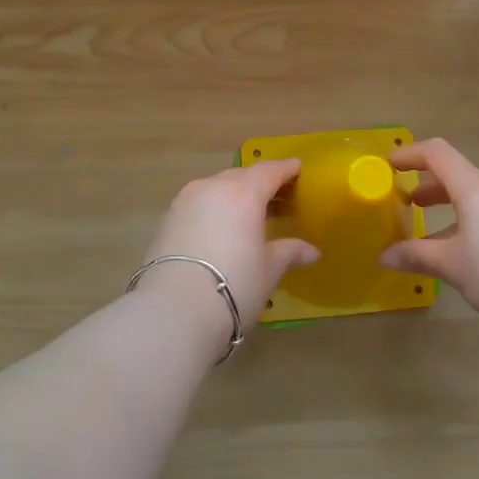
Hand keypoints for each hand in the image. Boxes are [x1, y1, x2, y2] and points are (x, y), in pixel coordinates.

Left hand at [140, 159, 319, 348]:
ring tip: (248, 214)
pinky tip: (221, 229)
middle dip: (259, 183)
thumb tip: (312, 251)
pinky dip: (214, 210)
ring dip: (234, 196)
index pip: (269, 171)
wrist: (174, 310)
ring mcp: (185, 201)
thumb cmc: (234, 284)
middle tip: (276, 196)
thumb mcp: (268, 270)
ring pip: (216, 188)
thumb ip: (289, 252)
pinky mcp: (166, 220)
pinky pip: (198, 204)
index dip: (285, 169)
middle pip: (241, 177)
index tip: (297, 168)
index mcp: (243, 192)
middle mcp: (212, 187)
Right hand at [380, 139, 478, 335]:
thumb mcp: (453, 266)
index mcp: (476, 188)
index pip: (438, 154)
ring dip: (452, 207)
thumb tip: (385, 256)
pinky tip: (471, 251)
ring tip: (435, 234)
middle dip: (430, 186)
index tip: (390, 165)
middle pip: (458, 175)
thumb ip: (417, 256)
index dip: (411, 154)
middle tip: (408, 204)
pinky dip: (474, 219)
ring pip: (478, 196)